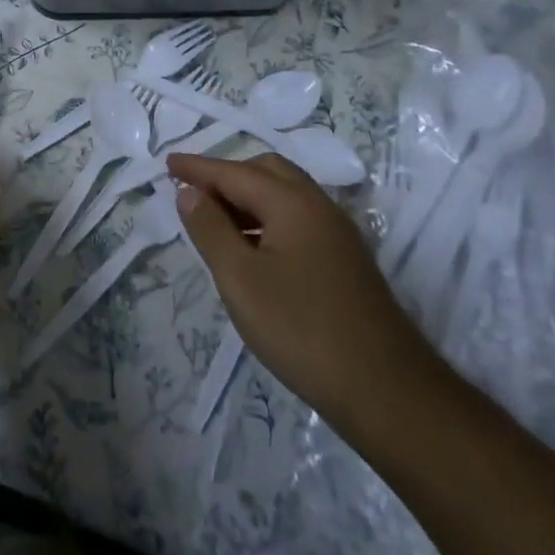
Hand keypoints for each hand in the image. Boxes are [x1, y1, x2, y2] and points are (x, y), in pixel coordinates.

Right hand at [169, 152, 435, 438]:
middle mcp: (318, 206)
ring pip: (285, 196)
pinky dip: (266, 219)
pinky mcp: (345, 261)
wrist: (387, 391)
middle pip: (266, 172)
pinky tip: (252, 249)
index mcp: (292, 202)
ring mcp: (337, 234)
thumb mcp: (240, 279)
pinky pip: (297, 219)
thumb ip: (210, 229)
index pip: (234, 172)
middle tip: (193, 191)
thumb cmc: (301, 329)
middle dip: (226, 175)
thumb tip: (190, 192)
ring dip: (247, 197)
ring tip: (215, 220)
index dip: (197, 168)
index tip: (166, 162)